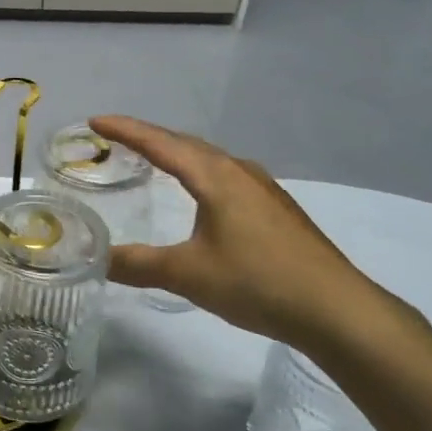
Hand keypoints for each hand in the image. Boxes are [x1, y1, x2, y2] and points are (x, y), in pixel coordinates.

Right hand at [89, 116, 419, 360]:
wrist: (336, 309)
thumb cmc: (258, 282)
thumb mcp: (189, 275)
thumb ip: (138, 264)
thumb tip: (96, 258)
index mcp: (215, 177)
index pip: (160, 143)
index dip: (125, 130)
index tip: (95, 121)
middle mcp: (239, 172)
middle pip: (185, 144)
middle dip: (148, 138)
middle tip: (114, 139)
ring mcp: (263, 189)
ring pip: (209, 159)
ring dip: (176, 154)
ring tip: (151, 160)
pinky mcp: (276, 209)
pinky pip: (225, 176)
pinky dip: (198, 173)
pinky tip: (199, 195)